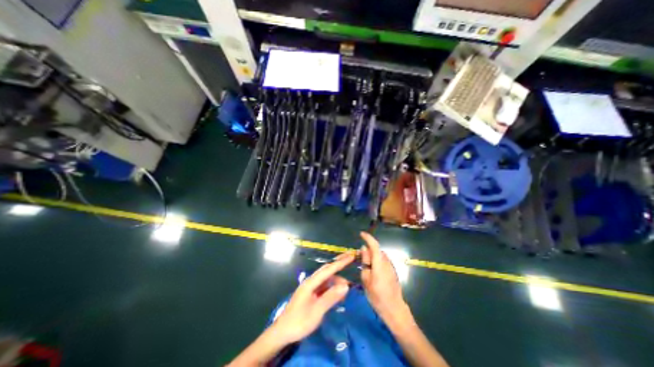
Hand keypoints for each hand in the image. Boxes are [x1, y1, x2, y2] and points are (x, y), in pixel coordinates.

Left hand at [269, 252, 355, 343]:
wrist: (283, 333)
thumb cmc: (299, 322)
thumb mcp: (317, 311)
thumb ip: (331, 297)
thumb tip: (346, 285)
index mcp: (311, 283)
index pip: (328, 269)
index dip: (340, 263)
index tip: (351, 256)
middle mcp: (311, 281)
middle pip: (327, 270)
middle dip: (338, 264)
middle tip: (351, 259)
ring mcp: (311, 288)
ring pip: (326, 279)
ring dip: (337, 280)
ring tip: (347, 286)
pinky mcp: (311, 294)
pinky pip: (324, 287)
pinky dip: (332, 287)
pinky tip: (339, 293)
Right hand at [360, 233, 409, 323]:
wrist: (394, 309)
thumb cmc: (377, 295)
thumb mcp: (366, 278)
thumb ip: (365, 261)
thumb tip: (364, 248)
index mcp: (379, 262)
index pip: (374, 245)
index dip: (368, 237)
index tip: (361, 234)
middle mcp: (386, 261)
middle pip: (376, 250)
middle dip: (367, 250)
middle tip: (358, 257)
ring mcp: (390, 266)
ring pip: (379, 256)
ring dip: (371, 256)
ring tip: (364, 266)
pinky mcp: (392, 271)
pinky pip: (382, 261)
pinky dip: (375, 262)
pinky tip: (372, 271)